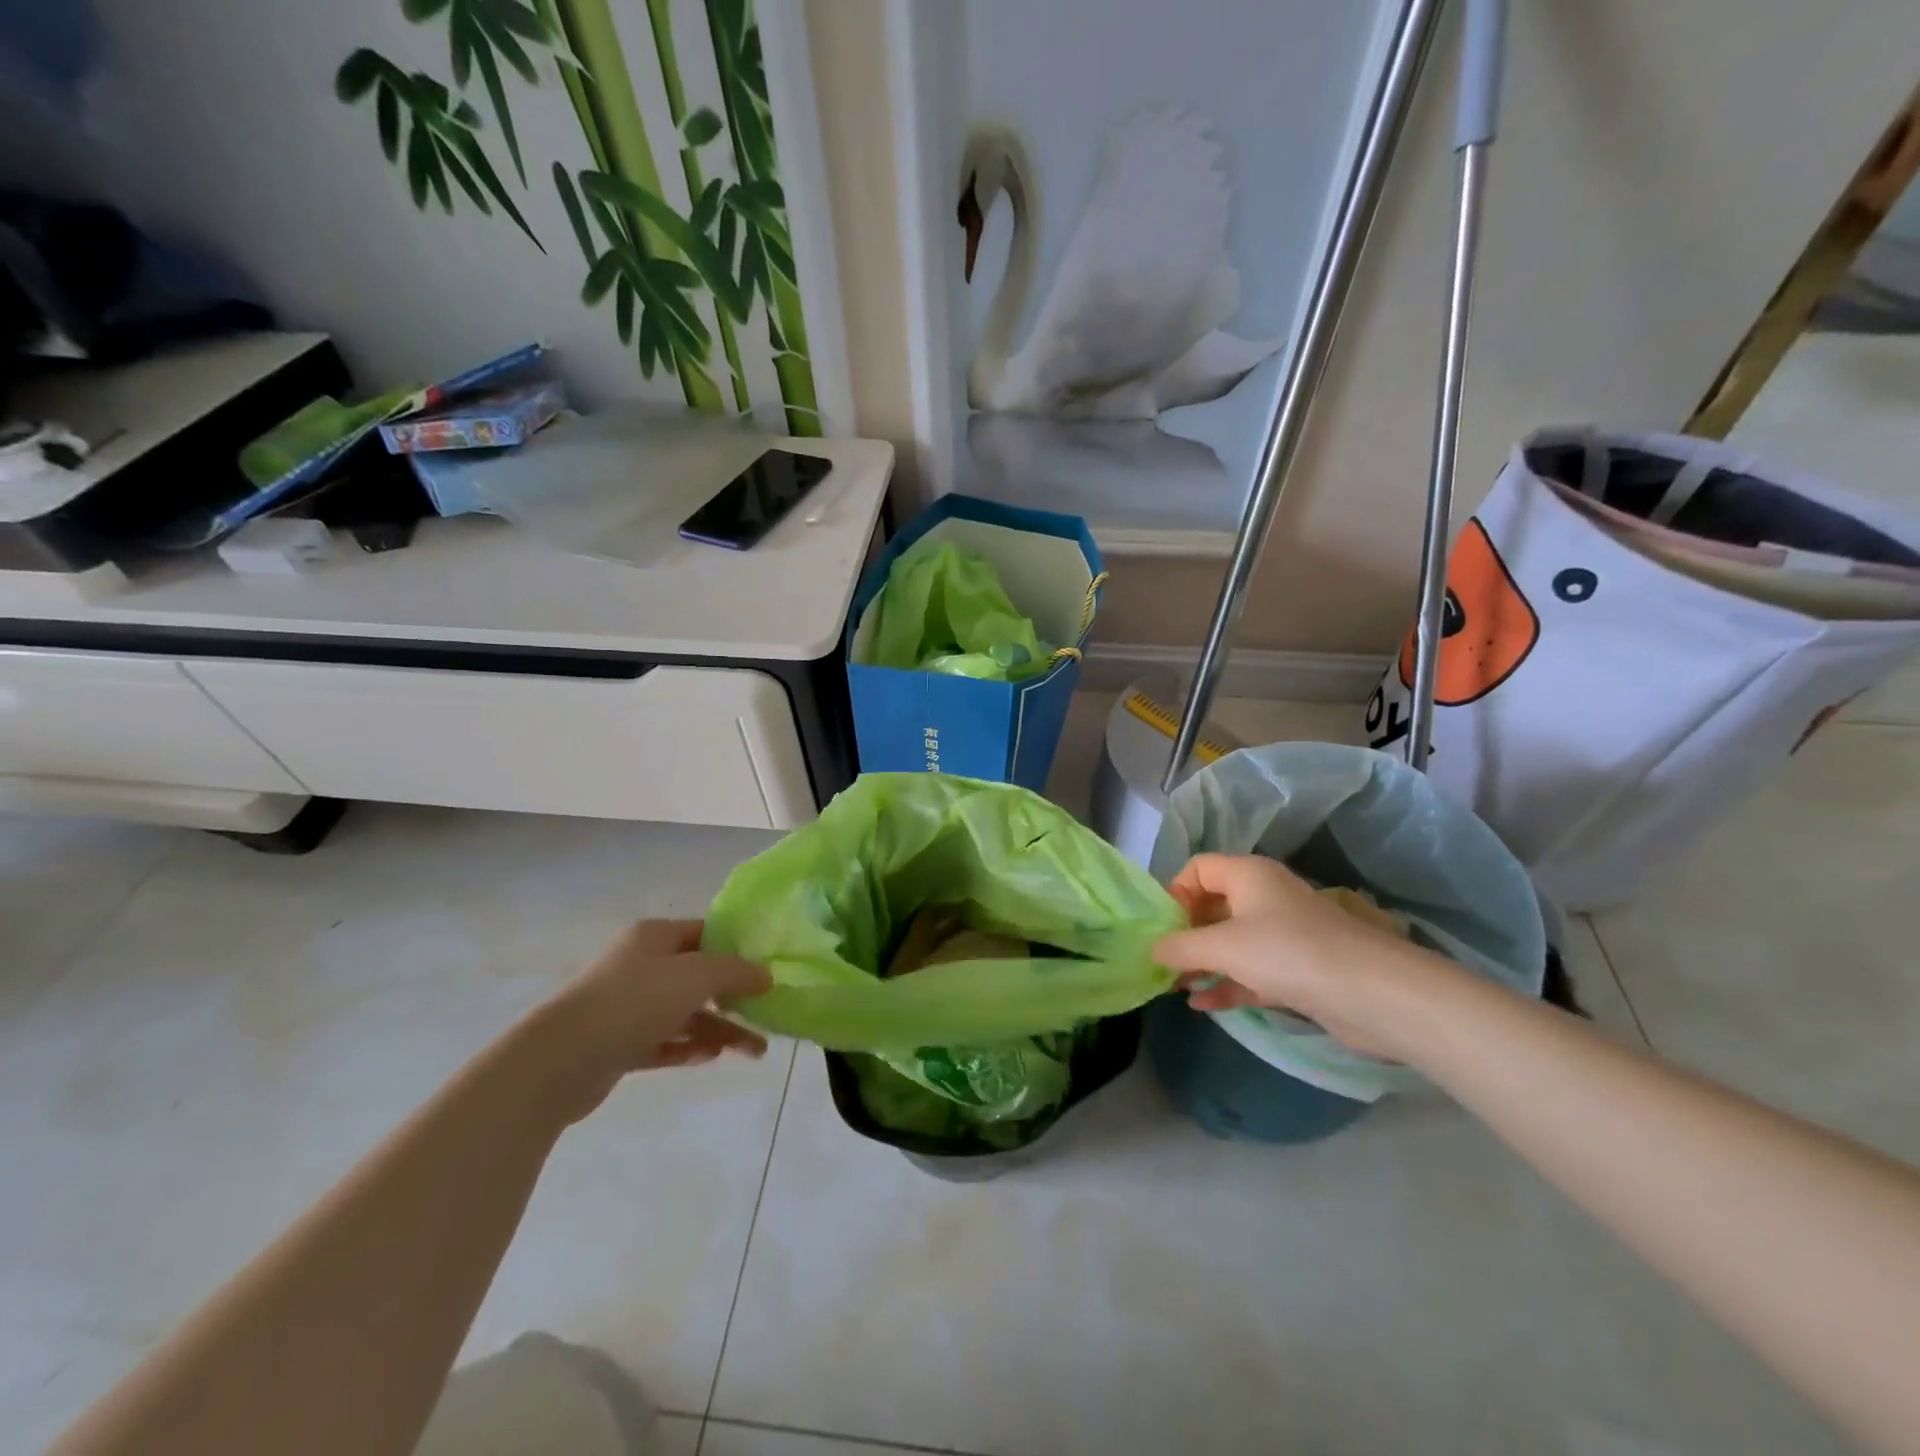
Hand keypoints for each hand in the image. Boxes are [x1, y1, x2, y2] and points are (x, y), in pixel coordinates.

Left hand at [530, 919, 772, 1123]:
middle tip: (766, 1015)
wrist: (560, 1059)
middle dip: (734, 998)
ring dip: (720, 1029)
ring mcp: (628, 1006)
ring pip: (685, 1014)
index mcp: (655, 937)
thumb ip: (735, 972)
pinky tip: (712, 1058)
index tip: (767, 969)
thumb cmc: (633, 1001)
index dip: (737, 948)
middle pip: (698, 977)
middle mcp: (641, 966)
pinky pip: (664, 1042)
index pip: (705, 934)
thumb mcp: (696, 976)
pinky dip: (689, 1048)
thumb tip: (765, 975)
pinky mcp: (619, 1044)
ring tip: (755, 1051)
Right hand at [1152, 854, 1449, 1061]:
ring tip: (1175, 985)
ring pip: (1232, 942)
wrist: (1373, 994)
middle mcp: (1265, 897)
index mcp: (1248, 875)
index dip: (1175, 892)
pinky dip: (1227, 984)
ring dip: (1203, 962)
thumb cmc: (1288, 953)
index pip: (1199, 868)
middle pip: (1213, 905)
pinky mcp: (1297, 970)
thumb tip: (1151, 950)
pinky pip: (1250, 971)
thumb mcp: (1223, 946)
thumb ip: (1180, 947)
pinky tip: (1201, 1005)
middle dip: (1185, 932)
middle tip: (1162, 960)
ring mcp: (1283, 935)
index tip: (1161, 927)